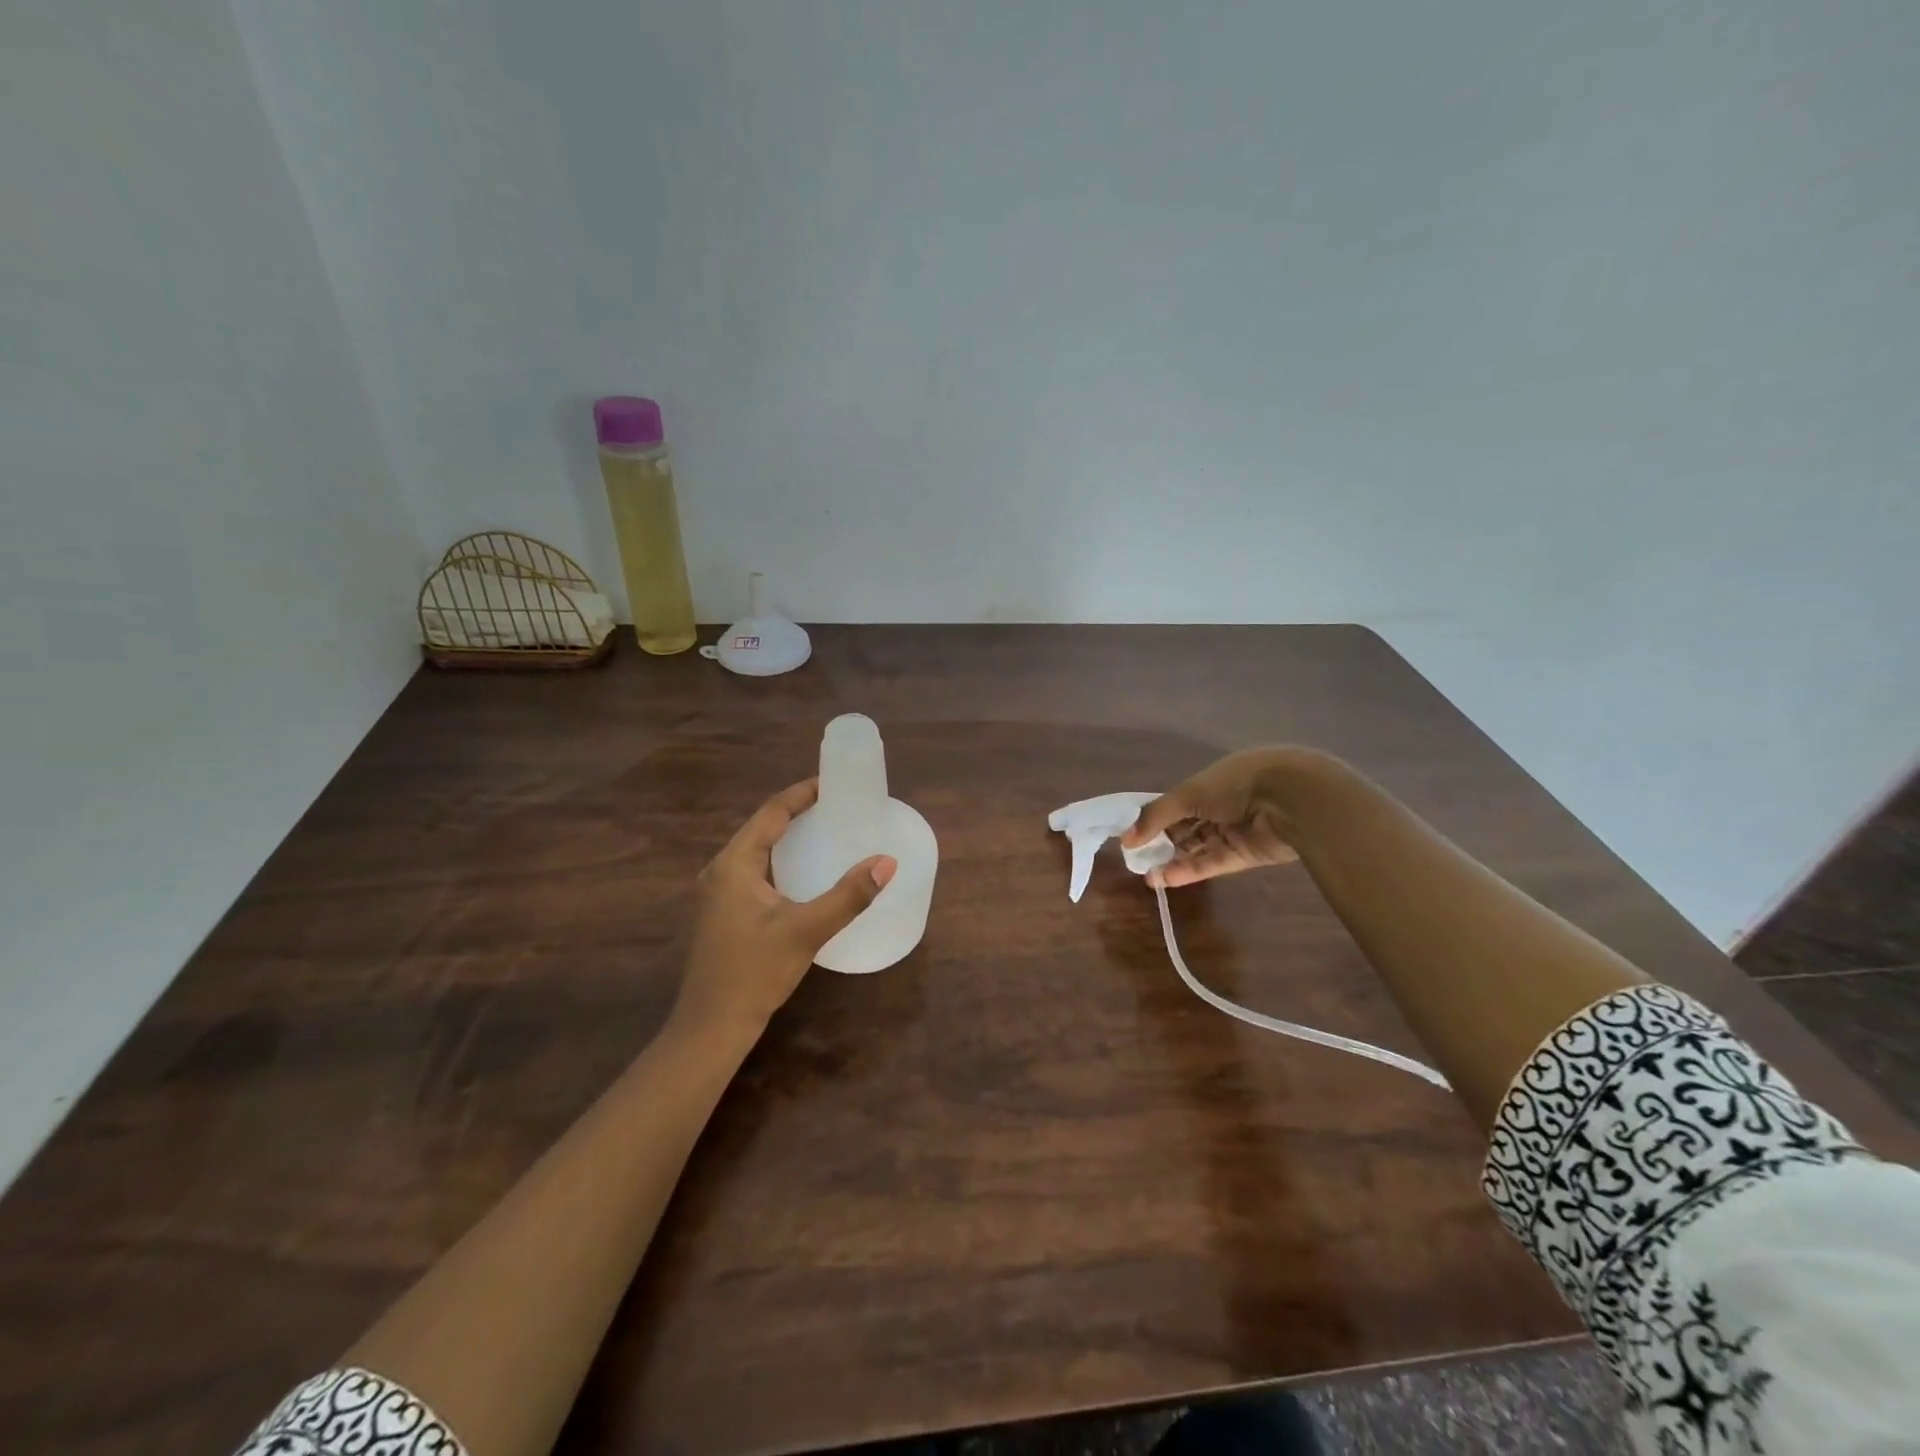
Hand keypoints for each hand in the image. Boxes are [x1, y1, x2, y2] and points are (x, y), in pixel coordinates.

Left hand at [676, 779, 896, 1033]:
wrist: (711, 1027)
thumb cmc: (755, 972)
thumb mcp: (806, 931)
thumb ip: (848, 896)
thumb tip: (886, 862)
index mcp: (734, 864)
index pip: (771, 813)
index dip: (802, 794)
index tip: (832, 783)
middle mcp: (721, 869)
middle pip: (762, 826)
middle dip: (797, 811)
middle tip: (836, 805)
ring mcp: (718, 892)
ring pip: (757, 848)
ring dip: (788, 835)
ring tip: (825, 829)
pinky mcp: (723, 911)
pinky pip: (754, 868)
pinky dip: (780, 858)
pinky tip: (802, 870)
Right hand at [1121, 748, 1303, 887]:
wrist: (1289, 800)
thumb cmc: (1234, 784)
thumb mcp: (1188, 794)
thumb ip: (1155, 817)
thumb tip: (1125, 839)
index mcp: (1210, 782)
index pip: (1176, 802)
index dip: (1154, 818)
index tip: (1132, 835)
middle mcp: (1222, 805)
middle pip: (1186, 827)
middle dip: (1161, 842)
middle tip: (1137, 859)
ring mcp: (1234, 831)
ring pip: (1198, 848)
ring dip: (1173, 860)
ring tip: (1147, 876)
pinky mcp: (1245, 855)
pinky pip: (1212, 863)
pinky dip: (1190, 871)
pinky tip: (1165, 879)